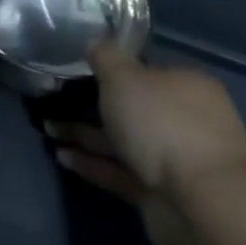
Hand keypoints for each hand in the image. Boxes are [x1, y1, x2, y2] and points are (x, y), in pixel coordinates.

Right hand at [45, 45, 245, 244]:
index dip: (114, 70)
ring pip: (125, 141)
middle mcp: (187, 120)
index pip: (148, 71)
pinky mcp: (161, 193)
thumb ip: (105, 57)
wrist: (197, 202)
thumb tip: (95, 42)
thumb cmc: (161, 123)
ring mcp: (177, 160)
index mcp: (188, 86)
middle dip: (94, 106)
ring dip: (87, 136)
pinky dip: (93, 164)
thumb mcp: (124, 76)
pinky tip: (62, 156)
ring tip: (48, 129)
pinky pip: (121, 171)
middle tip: (57, 101)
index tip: (81, 71)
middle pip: (135, 108)